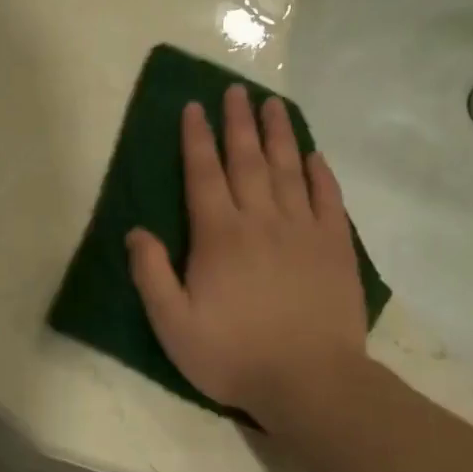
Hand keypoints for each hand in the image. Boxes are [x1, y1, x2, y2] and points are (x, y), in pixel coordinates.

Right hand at [127, 85, 367, 430]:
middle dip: (237, 123)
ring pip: (288, 170)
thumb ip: (152, 274)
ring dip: (278, 135)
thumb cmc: (233, 355)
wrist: (309, 381)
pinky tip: (314, 155)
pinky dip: (319, 173)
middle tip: (234, 90)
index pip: (203, 175)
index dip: (196, 139)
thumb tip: (137, 232)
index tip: (194, 107)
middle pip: (247, 161)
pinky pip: (327, 198)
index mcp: (218, 236)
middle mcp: (260, 220)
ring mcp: (303, 230)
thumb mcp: (173, 324)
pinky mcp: (335, 246)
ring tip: (272, 104)